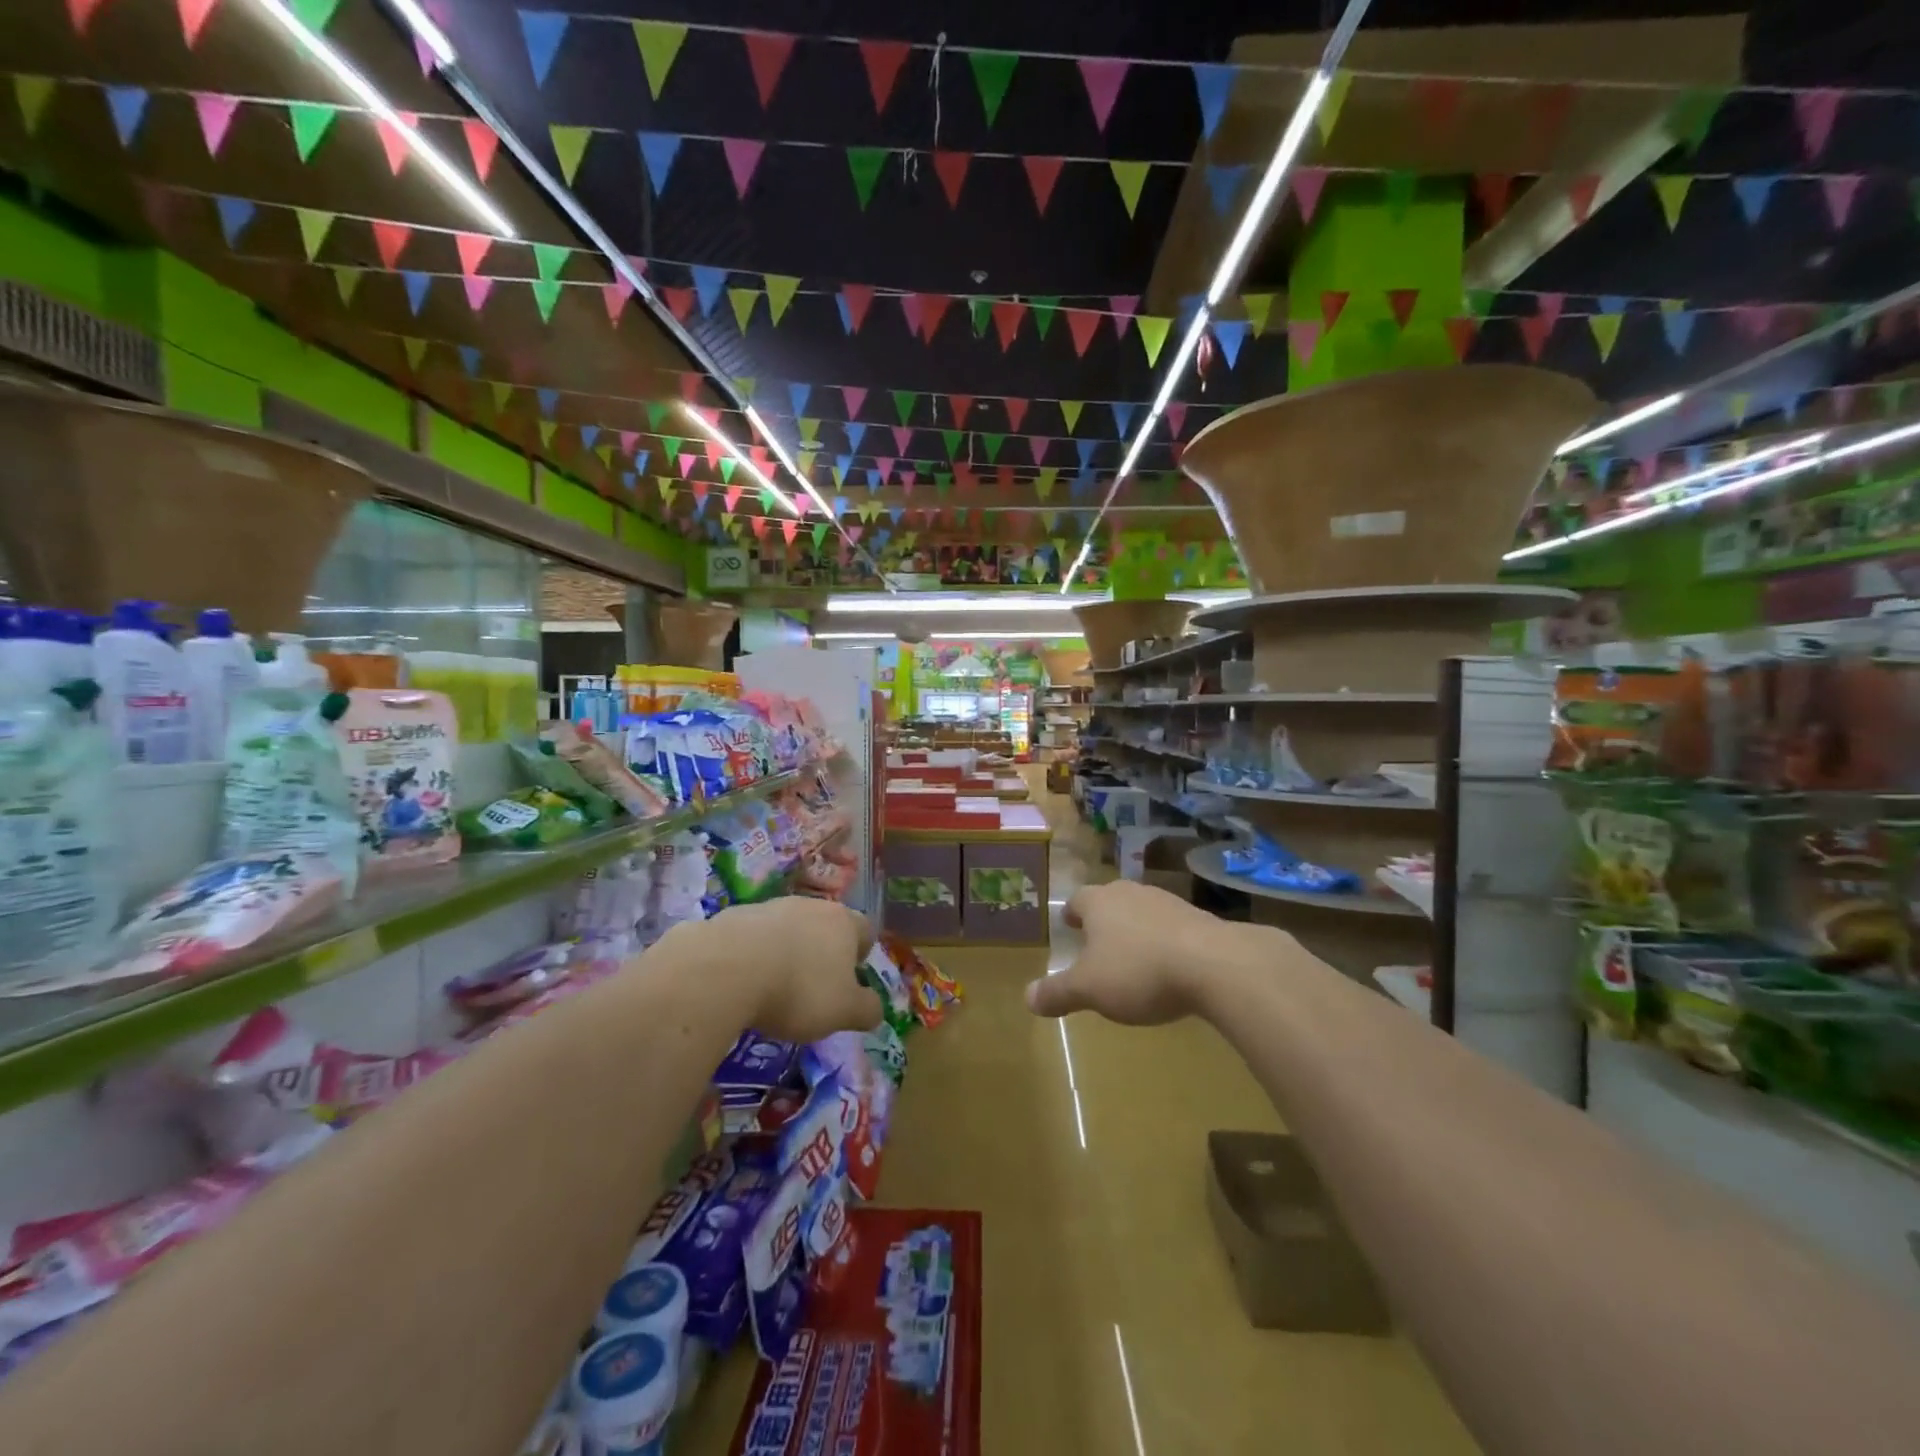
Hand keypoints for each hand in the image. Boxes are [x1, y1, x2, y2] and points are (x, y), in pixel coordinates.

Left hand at [696, 897, 881, 1041]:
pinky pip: (754, 936)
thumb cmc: (799, 989)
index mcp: (843, 923)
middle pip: (825, 926)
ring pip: (789, 928)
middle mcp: (810, 906)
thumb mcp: (843, 1012)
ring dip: (787, 951)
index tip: (851, 979)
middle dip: (822, 952)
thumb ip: (866, 1009)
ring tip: (774, 987)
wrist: (727, 968)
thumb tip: (875, 1008)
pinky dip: (755, 955)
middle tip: (814, 987)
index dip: (861, 954)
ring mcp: (771, 907)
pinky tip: (744, 981)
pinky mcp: (735, 916)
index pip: (865, 930)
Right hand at [1026, 880, 1271, 1025]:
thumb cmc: (1139, 971)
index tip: (1070, 925)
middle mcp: (1131, 893)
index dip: (1072, 914)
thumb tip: (1027, 997)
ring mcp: (1168, 902)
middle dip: (1104, 919)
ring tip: (1134, 955)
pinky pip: (1172, 927)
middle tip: (1098, 940)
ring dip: (1136, 929)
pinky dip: (1166, 941)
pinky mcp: (1200, 918)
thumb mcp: (1089, 989)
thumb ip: (1057, 992)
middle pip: (1111, 900)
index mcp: (1099, 902)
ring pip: (1142, 911)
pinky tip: (1170, 966)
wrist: (1215, 965)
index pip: (1077, 900)